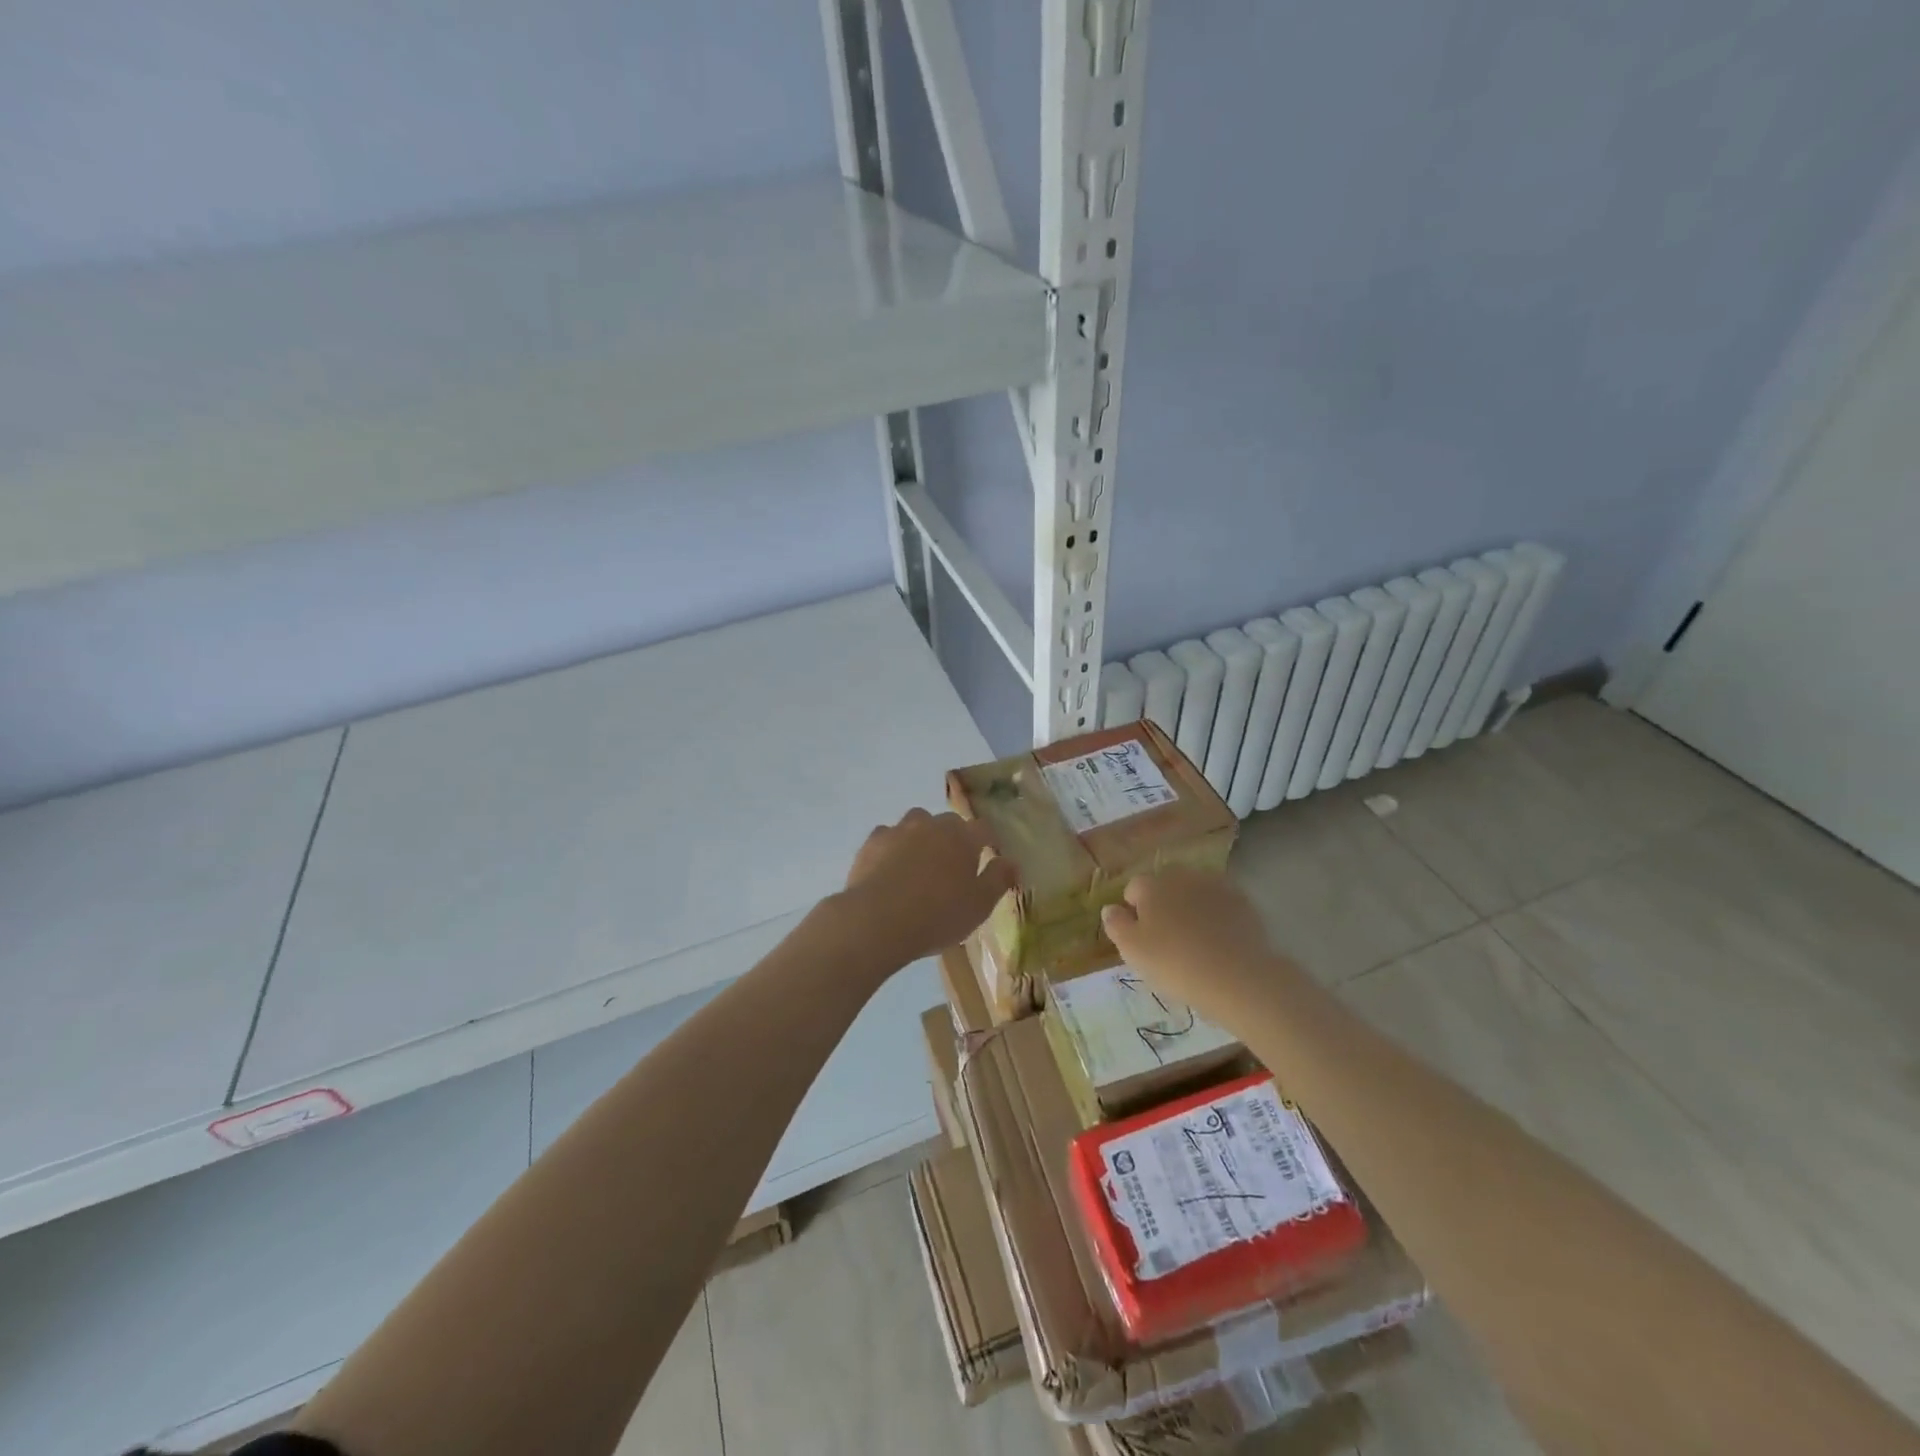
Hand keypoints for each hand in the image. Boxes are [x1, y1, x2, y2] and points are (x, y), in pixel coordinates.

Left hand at [840, 808, 1016, 965]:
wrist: (877, 919)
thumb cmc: (937, 915)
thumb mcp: (979, 905)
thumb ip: (998, 879)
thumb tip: (1012, 861)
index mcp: (962, 838)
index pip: (983, 829)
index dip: (989, 840)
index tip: (991, 854)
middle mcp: (932, 825)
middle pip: (948, 823)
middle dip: (954, 838)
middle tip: (953, 865)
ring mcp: (899, 830)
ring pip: (916, 824)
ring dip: (922, 837)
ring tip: (920, 863)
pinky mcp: (872, 842)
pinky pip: (888, 837)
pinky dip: (893, 847)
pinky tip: (890, 868)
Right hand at [1099, 868, 1293, 1025]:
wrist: (1237, 977)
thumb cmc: (1175, 963)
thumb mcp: (1132, 951)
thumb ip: (1116, 925)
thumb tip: (1110, 908)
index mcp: (1151, 886)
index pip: (1134, 888)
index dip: (1134, 910)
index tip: (1141, 936)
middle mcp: (1182, 877)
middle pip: (1165, 885)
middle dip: (1163, 903)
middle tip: (1167, 937)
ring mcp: (1215, 886)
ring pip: (1194, 891)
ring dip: (1190, 906)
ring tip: (1195, 939)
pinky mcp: (1242, 902)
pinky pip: (1220, 904)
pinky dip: (1216, 915)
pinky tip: (1219, 940)